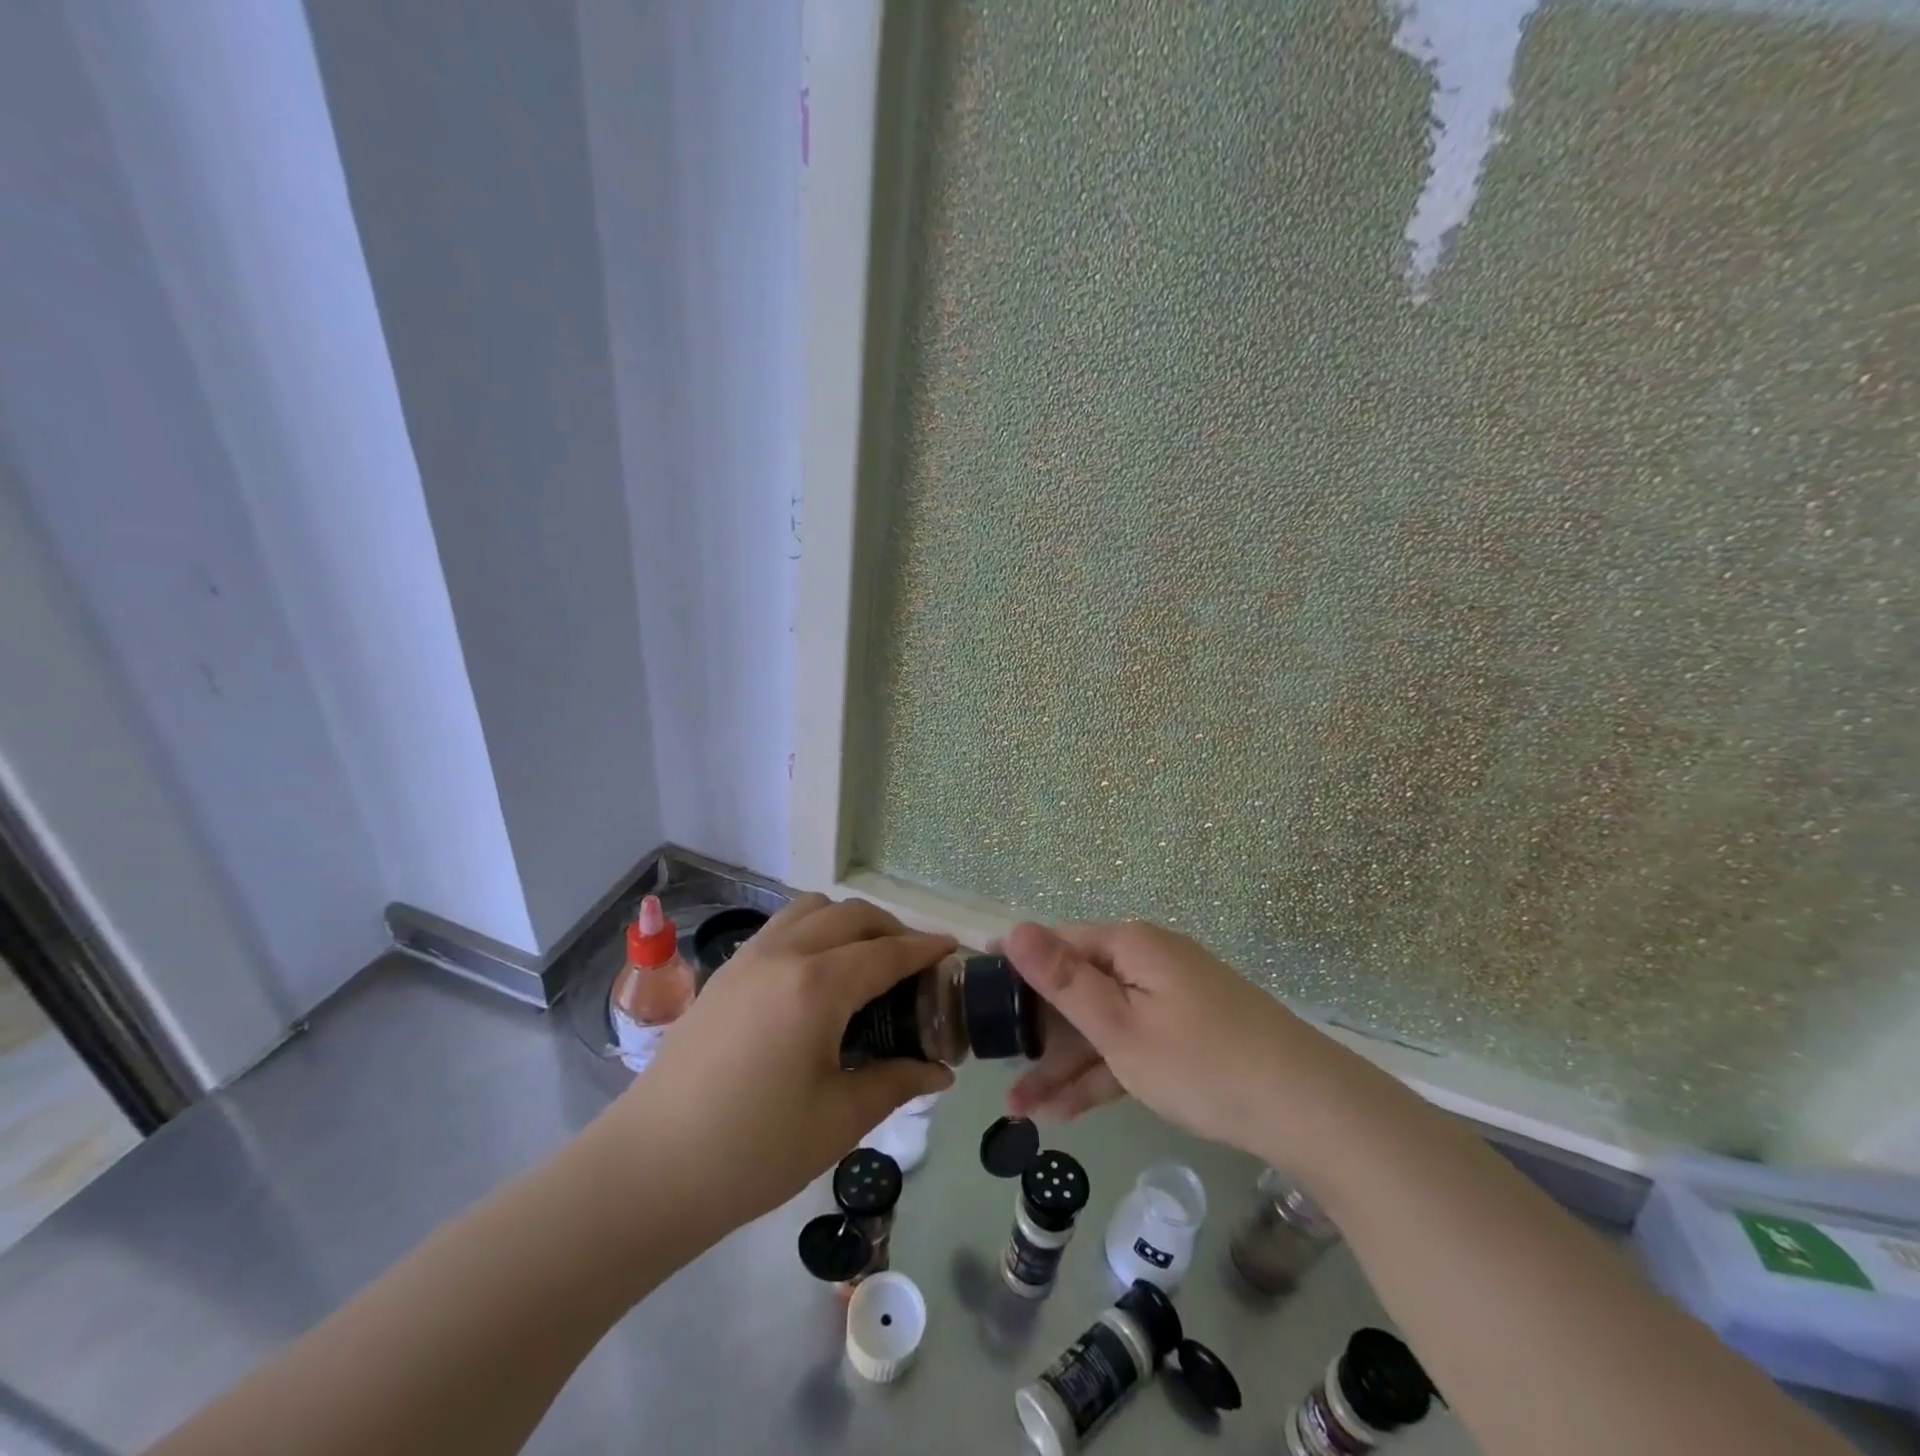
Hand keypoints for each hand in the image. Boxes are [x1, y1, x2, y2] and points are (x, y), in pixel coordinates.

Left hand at [599, 894, 954, 1228]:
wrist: (647, 1170)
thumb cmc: (752, 1151)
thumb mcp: (838, 1120)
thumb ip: (896, 1081)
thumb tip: (940, 1071)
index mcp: (818, 985)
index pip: (889, 951)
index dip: (927, 948)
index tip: (955, 951)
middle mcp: (785, 953)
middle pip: (854, 915)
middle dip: (893, 930)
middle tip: (916, 967)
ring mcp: (748, 957)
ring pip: (813, 909)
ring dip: (850, 923)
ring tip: (866, 964)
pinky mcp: (724, 972)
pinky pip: (783, 927)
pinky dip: (814, 931)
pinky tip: (818, 977)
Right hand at [1004, 920, 1311, 1156]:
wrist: (1310, 1111)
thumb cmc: (1202, 1062)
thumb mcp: (1121, 1027)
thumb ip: (1064, 981)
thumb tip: (1014, 928)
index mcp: (1131, 946)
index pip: (1058, 943)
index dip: (1015, 965)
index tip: (974, 988)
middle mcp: (1148, 962)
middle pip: (1078, 987)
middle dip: (1036, 1029)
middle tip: (993, 1061)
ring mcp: (1169, 1000)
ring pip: (1102, 1025)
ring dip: (1063, 1064)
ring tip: (1017, 1107)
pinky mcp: (1185, 1035)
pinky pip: (1131, 1046)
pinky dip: (1102, 1074)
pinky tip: (1064, 1111)